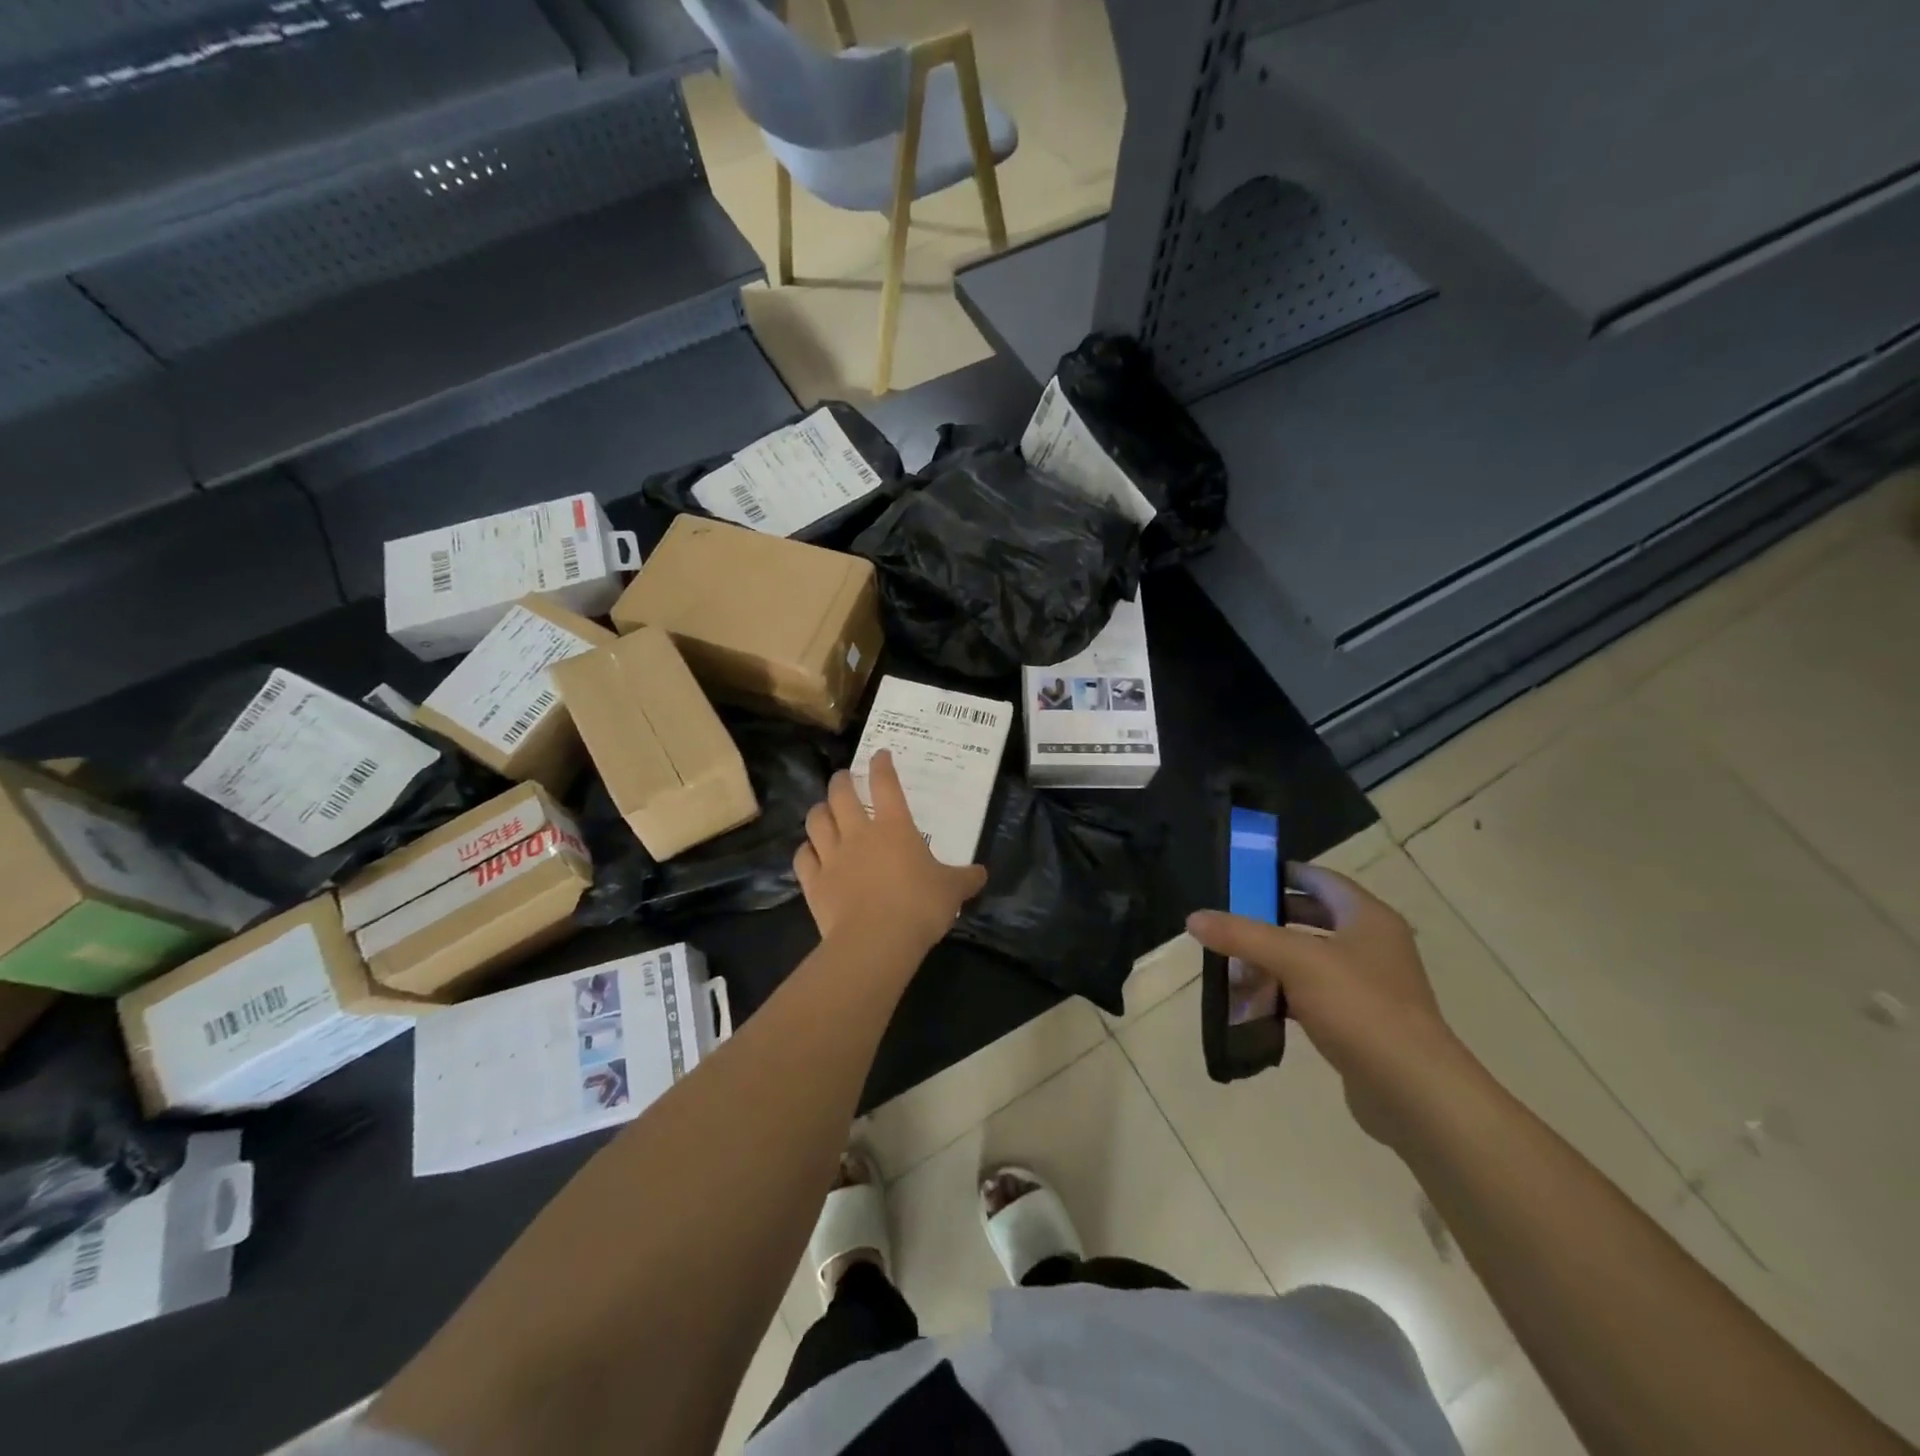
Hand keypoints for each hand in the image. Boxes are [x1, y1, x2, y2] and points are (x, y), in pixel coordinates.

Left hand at [794, 750, 988, 954]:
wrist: (876, 940)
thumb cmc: (919, 906)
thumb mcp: (952, 891)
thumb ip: (966, 879)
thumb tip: (982, 874)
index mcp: (894, 827)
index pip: (886, 785)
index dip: (882, 766)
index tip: (879, 755)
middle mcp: (859, 833)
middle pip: (842, 795)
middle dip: (842, 781)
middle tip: (843, 777)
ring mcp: (832, 856)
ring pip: (816, 821)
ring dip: (819, 810)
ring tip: (823, 809)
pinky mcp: (814, 882)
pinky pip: (803, 858)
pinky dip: (806, 850)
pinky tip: (809, 851)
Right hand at [1187, 863, 1464, 1145]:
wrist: (1412, 1090)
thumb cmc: (1358, 1006)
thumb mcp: (1294, 960)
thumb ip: (1243, 935)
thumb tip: (1194, 918)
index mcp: (1367, 918)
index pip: (1321, 879)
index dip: (1284, 873)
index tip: (1244, 876)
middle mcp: (1374, 945)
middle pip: (1316, 917)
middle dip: (1272, 916)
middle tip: (1231, 917)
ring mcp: (1371, 986)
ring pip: (1313, 958)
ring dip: (1276, 957)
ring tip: (1234, 958)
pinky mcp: (1363, 1022)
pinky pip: (1316, 994)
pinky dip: (1287, 992)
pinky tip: (1257, 1001)